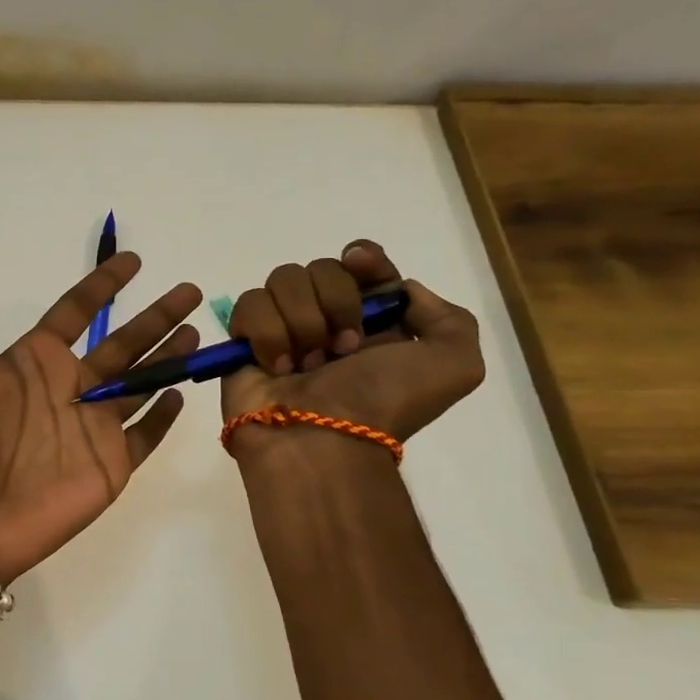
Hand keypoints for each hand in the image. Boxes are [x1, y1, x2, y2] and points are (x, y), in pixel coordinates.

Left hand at [0, 239, 202, 583]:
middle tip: (189, 290)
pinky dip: (163, 417)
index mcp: (30, 363)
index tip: (132, 260)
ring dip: (168, 358)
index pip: (74, 312)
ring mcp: (90, 429)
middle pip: (121, 343)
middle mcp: (65, 390)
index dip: (101, 285)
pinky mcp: (108, 466)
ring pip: (141, 384)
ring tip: (199, 330)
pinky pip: (144, 436)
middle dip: (155, 317)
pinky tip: (182, 393)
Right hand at [219, 241, 484, 450]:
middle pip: (321, 266)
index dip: (364, 258)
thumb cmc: (383, 402)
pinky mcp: (244, 340)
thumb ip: (449, 318)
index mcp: (374, 321)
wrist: (322, 441)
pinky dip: (266, 334)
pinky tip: (277, 366)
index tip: (361, 265)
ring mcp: (283, 328)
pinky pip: (249, 305)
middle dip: (335, 302)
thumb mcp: (455, 366)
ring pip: (282, 280)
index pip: (362, 262)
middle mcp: (327, 319)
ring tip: (306, 364)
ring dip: (301, 321)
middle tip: (343, 348)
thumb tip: (398, 290)